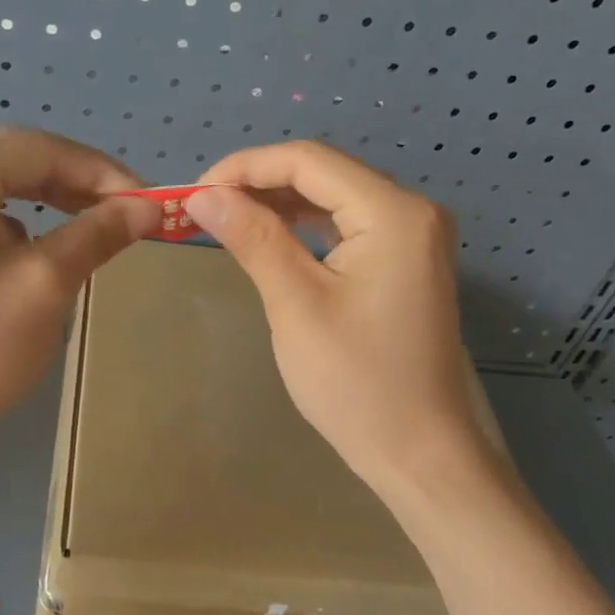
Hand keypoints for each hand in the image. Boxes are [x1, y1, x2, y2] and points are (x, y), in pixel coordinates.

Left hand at [0, 129, 161, 456]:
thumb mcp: (45, 286)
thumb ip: (98, 234)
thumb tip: (149, 207)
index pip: (36, 148)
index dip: (99, 169)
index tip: (146, 200)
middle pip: (10, 161)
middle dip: (74, 183)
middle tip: (126, 212)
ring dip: (46, 203)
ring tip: (92, 229)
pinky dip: (13, 227)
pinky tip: (37, 257)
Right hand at [184, 142, 497, 496]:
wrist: (419, 452)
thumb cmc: (356, 383)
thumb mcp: (296, 305)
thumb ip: (253, 239)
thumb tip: (203, 196)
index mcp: (394, 213)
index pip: (309, 161)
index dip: (245, 167)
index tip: (194, 192)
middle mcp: (411, 211)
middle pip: (323, 173)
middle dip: (259, 184)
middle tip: (204, 209)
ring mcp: (413, 237)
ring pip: (333, 198)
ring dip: (278, 204)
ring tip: (225, 221)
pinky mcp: (404, 262)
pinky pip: (346, 226)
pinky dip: (303, 228)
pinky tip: (269, 238)